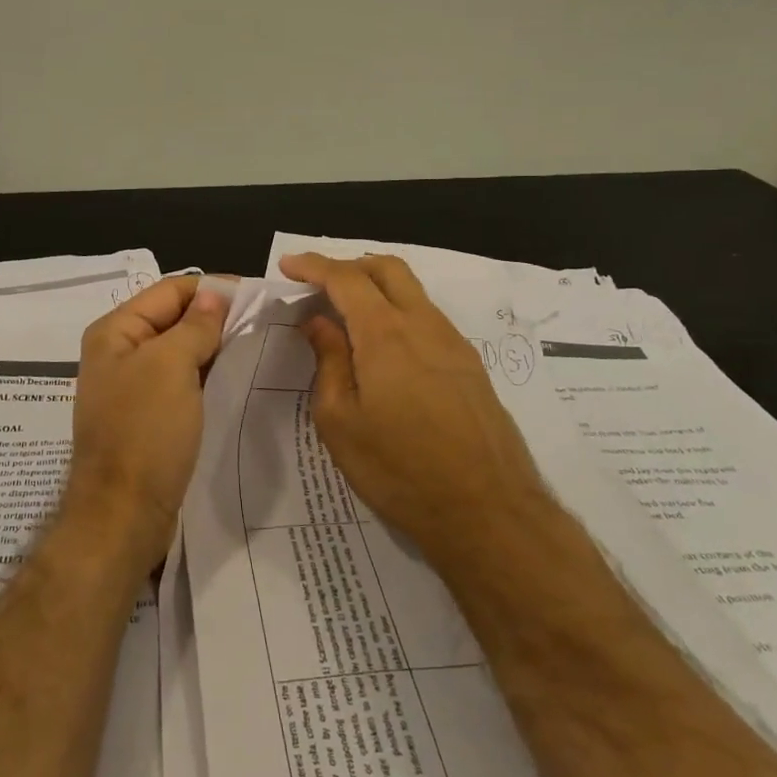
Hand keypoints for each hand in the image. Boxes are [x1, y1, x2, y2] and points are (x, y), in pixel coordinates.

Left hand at [62, 276, 230, 570]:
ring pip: (181, 351)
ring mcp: (134, 386)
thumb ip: (194, 326)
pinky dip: (208, 374)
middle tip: (266, 322)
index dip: (212, 289)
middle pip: (175, 318)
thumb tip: (214, 295)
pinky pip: (182, 382)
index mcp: (116, 331)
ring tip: (259, 345)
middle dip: (216, 317)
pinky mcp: (150, 416)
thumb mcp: (171, 368)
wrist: (122, 515)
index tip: (257, 295)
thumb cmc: (144, 433)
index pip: (170, 290)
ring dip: (215, 346)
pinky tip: (238, 377)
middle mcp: (121, 352)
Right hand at [280, 253, 545, 565]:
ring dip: (376, 288)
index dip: (313, 265)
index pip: (345, 278)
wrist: (488, 511)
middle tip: (318, 284)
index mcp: (385, 333)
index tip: (288, 265)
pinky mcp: (470, 365)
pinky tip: (384, 348)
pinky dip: (398, 312)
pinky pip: (427, 317)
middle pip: (387, 268)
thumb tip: (319, 323)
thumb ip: (329, 362)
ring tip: (347, 316)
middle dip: (349, 265)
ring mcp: (453, 342)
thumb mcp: (341, 422)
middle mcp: (423, 324)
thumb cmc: (400, 469)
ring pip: (412, 291)